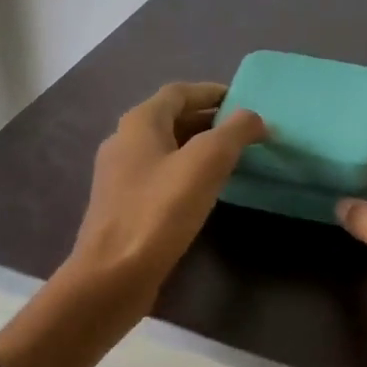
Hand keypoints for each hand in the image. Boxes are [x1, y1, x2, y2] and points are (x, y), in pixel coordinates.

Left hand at [72, 82, 265, 296]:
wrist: (112, 275)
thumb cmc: (159, 212)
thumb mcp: (206, 163)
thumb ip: (234, 133)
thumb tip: (254, 118)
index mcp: (139, 123)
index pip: (179, 92)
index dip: (211, 92)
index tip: (243, 100)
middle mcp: (124, 142)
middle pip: (171, 119)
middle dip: (208, 120)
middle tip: (245, 131)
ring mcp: (120, 177)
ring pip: (166, 150)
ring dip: (198, 148)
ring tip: (233, 159)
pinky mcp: (123, 207)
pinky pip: (160, 176)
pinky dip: (186, 173)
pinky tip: (206, 192)